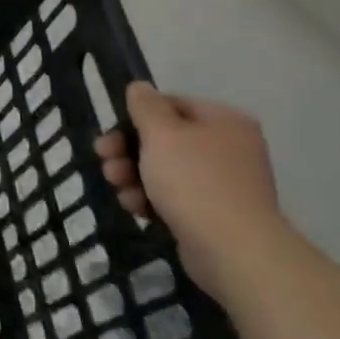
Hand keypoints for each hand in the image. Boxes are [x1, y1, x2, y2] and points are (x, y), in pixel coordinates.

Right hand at [95, 81, 283, 299]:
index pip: (170, 105)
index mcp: (224, 121)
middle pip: (163, 139)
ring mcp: (223, 183)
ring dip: (133, 176)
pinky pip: (173, 197)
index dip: (135, 117)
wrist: (234, 251)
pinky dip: (151, 199)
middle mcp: (228, 148)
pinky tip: (136, 209)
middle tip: (105, 161)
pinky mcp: (213, 214)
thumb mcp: (161, 133)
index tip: (109, 133)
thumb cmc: (195, 181)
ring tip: (118, 188)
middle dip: (127, 151)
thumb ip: (145, 105)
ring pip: (163, 169)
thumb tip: (139, 87)